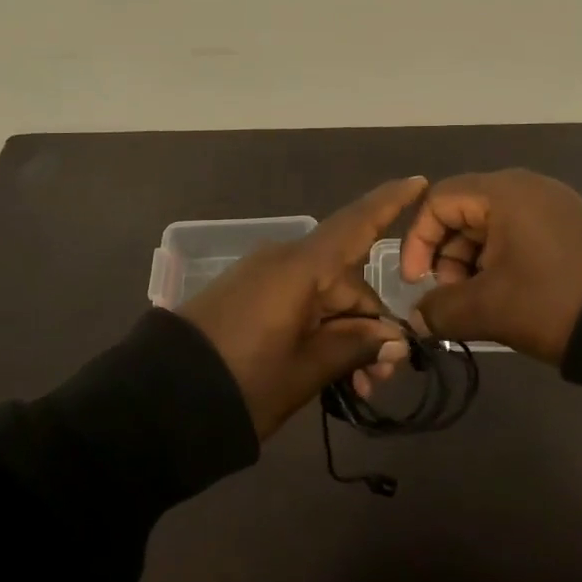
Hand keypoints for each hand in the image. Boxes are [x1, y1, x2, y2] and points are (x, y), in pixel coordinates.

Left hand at [181, 177, 425, 439]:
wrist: (160, 399)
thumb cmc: (243, 382)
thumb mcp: (306, 370)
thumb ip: (355, 346)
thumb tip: (397, 337)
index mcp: (300, 268)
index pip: (355, 224)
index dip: (390, 203)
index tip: (421, 182)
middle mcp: (284, 261)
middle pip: (346, 280)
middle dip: (371, 324)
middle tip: (381, 378)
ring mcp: (262, 278)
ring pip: (324, 297)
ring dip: (346, 334)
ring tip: (358, 388)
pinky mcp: (247, 296)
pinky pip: (297, 303)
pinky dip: (319, 330)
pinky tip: (331, 370)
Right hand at [399, 169, 581, 364]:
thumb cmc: (554, 300)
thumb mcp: (490, 309)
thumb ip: (441, 310)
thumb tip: (417, 319)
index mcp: (502, 192)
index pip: (437, 202)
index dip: (418, 241)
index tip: (417, 282)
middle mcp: (525, 188)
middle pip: (463, 213)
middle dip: (447, 258)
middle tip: (452, 300)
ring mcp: (552, 206)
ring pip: (490, 229)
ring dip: (473, 266)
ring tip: (480, 306)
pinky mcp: (570, 228)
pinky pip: (519, 237)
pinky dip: (501, 264)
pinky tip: (508, 299)